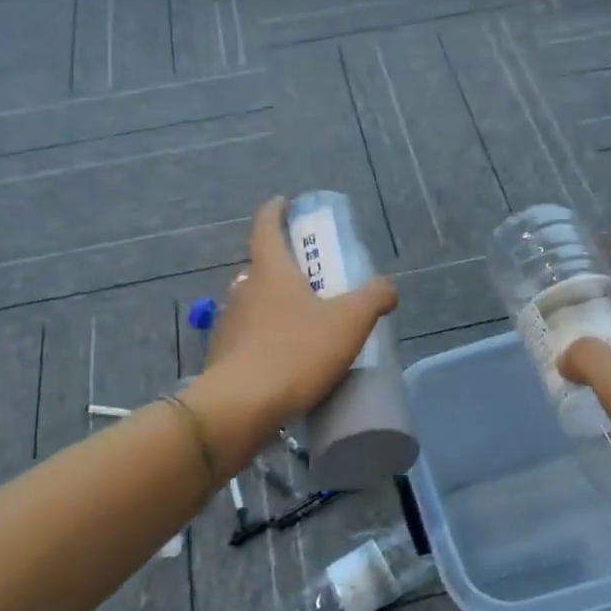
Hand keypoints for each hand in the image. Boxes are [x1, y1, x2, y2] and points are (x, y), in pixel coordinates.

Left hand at [184, 197, 397, 470]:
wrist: (241, 407)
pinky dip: (265, 340)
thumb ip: (373, 298)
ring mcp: (228, 324)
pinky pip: (248, 338)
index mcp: (271, 270)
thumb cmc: (296, 352)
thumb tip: (387, 287)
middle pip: (261, 267)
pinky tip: (284, 361)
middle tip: (310, 278)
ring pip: (253, 304)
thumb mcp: (349, 322)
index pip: (266, 226)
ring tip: (301, 324)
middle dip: (283, 267)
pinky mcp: (223, 357)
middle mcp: (243, 290)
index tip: (283, 203)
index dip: (275, 211)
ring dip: (273, 306)